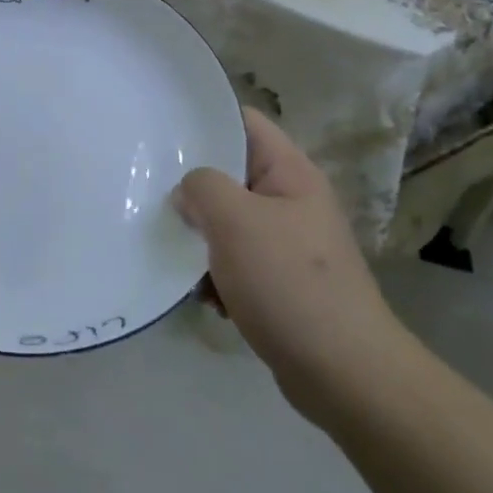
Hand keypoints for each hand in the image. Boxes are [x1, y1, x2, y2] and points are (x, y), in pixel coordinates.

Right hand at [175, 109, 410, 425]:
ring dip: (199, 237)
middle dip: (192, 186)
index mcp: (290, 173)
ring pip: (228, 223)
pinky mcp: (280, 284)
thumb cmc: (289, 282)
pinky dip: (214, 274)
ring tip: (170, 248)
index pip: (244, 122)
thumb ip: (202, 187)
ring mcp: (288, 244)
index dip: (204, 119)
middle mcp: (291, 201)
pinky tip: (199, 293)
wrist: (343, 374)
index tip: (162, 129)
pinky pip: (236, 263)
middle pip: (231, 175)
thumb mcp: (235, 221)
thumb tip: (188, 192)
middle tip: (149, 190)